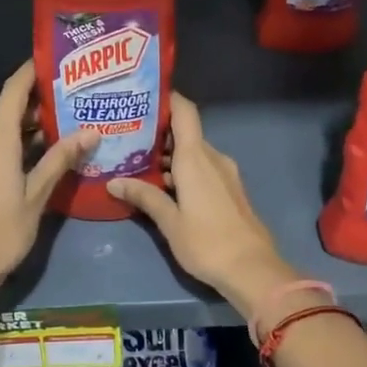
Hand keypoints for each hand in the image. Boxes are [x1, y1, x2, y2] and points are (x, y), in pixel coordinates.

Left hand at [0, 61, 94, 297]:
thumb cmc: (0, 232)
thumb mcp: (36, 196)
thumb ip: (60, 160)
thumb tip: (90, 131)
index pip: (13, 91)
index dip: (31, 72)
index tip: (54, 60)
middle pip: (8, 112)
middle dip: (38, 105)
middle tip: (73, 102)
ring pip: (1, 133)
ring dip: (28, 129)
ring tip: (64, 130)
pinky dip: (15, 146)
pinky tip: (38, 158)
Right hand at [106, 94, 299, 319]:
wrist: (252, 269)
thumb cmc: (207, 242)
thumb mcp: (169, 221)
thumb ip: (144, 196)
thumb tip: (114, 182)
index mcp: (196, 157)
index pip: (184, 111)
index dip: (166, 98)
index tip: (142, 97)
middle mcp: (213, 158)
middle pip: (185, 133)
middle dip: (157, 134)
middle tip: (126, 138)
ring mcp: (225, 173)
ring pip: (193, 154)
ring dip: (169, 157)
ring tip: (137, 165)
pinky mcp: (230, 190)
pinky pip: (203, 169)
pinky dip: (183, 171)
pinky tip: (163, 187)